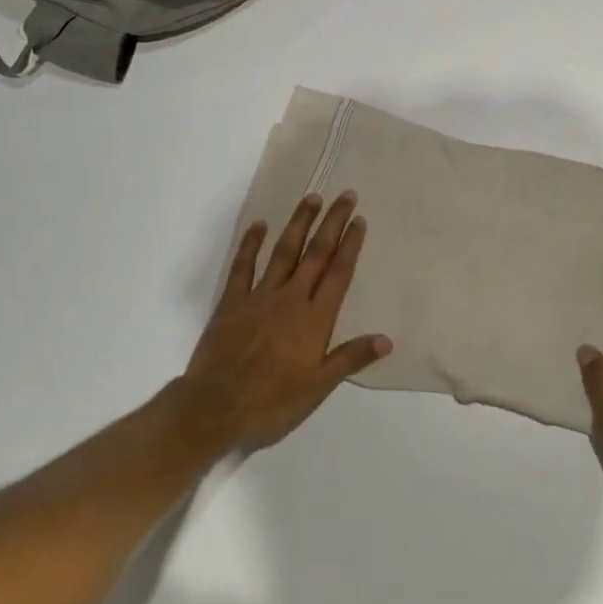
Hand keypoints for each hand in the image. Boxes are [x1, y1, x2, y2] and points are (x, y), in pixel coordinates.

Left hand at [174, 192, 390, 452]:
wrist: (215, 408)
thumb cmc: (272, 402)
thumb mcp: (319, 387)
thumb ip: (351, 358)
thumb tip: (387, 340)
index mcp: (315, 318)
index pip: (338, 273)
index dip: (350, 244)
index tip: (359, 219)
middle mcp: (291, 298)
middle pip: (316, 253)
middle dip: (332, 222)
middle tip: (345, 195)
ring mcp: (259, 296)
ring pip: (284, 251)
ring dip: (299, 223)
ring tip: (311, 198)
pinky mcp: (232, 302)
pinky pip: (243, 266)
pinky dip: (251, 244)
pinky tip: (259, 225)